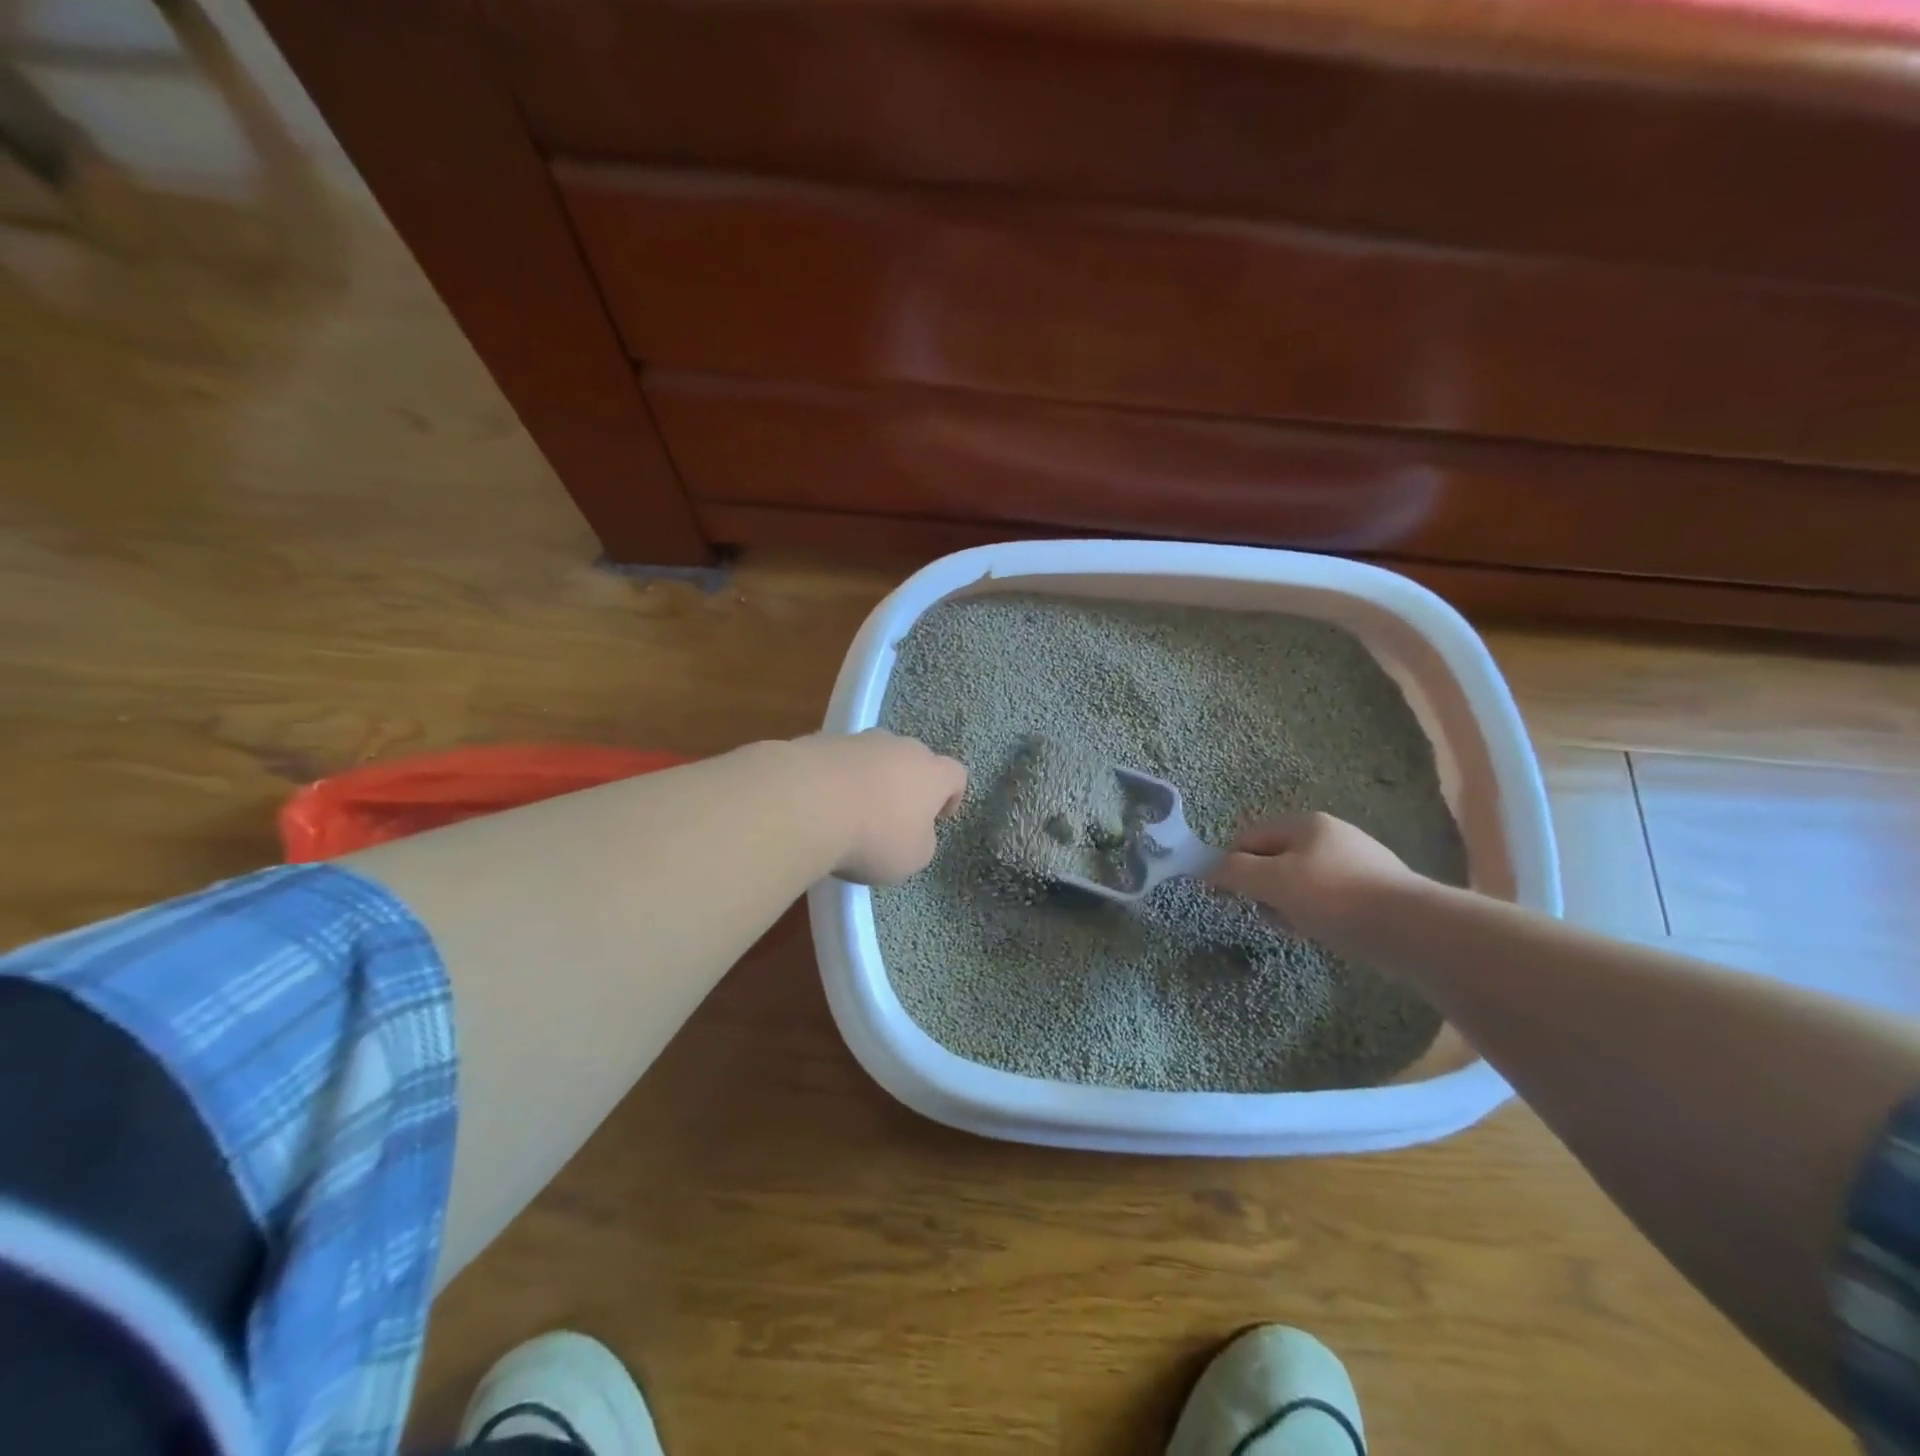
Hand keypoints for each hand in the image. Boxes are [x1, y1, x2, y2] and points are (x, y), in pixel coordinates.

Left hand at [793, 730, 967, 884]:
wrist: (807, 803)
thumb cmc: (874, 836)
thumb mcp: (912, 858)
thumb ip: (922, 841)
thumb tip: (914, 831)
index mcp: (932, 773)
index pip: (955, 775)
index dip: (951, 796)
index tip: (938, 818)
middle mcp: (900, 747)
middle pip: (913, 760)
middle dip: (907, 784)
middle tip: (894, 816)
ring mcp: (859, 740)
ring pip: (874, 757)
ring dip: (870, 779)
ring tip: (852, 811)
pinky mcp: (820, 741)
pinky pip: (839, 761)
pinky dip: (836, 779)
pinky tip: (821, 805)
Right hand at [1208, 812, 1424, 942]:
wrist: (1412, 930)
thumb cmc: (1333, 898)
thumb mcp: (1272, 881)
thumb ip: (1233, 871)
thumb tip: (1209, 870)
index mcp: (1305, 823)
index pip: (1249, 837)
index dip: (1231, 865)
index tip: (1227, 897)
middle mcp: (1332, 834)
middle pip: (1275, 859)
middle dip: (1264, 888)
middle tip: (1268, 915)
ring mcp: (1358, 861)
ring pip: (1302, 881)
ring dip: (1289, 904)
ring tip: (1299, 928)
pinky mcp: (1376, 890)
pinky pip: (1330, 898)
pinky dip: (1318, 914)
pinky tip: (1325, 933)